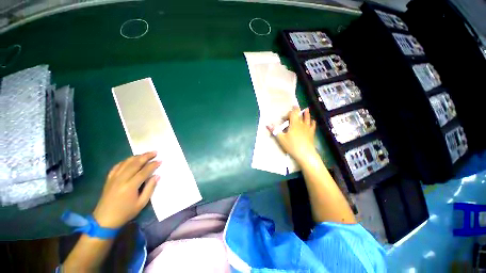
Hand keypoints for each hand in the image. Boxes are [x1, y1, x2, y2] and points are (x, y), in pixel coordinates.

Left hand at [93, 152, 160, 228]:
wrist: (104, 220)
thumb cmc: (125, 213)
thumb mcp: (141, 203)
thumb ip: (150, 188)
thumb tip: (157, 176)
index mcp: (130, 186)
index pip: (144, 171)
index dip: (153, 165)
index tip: (160, 160)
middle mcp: (121, 179)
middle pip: (135, 163)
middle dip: (146, 156)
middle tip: (155, 152)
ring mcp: (113, 178)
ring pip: (126, 162)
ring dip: (136, 156)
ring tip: (145, 154)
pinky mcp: (109, 179)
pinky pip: (117, 166)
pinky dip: (125, 161)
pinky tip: (130, 160)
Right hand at [268, 107, 316, 163]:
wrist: (305, 154)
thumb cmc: (292, 145)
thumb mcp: (281, 138)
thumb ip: (275, 130)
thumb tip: (267, 124)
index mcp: (294, 124)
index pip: (292, 114)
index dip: (289, 112)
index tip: (285, 116)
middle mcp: (301, 124)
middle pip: (300, 115)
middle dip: (297, 111)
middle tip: (296, 107)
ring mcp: (308, 128)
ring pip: (307, 118)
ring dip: (306, 114)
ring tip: (306, 109)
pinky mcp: (311, 133)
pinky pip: (313, 125)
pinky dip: (312, 122)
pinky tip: (313, 121)